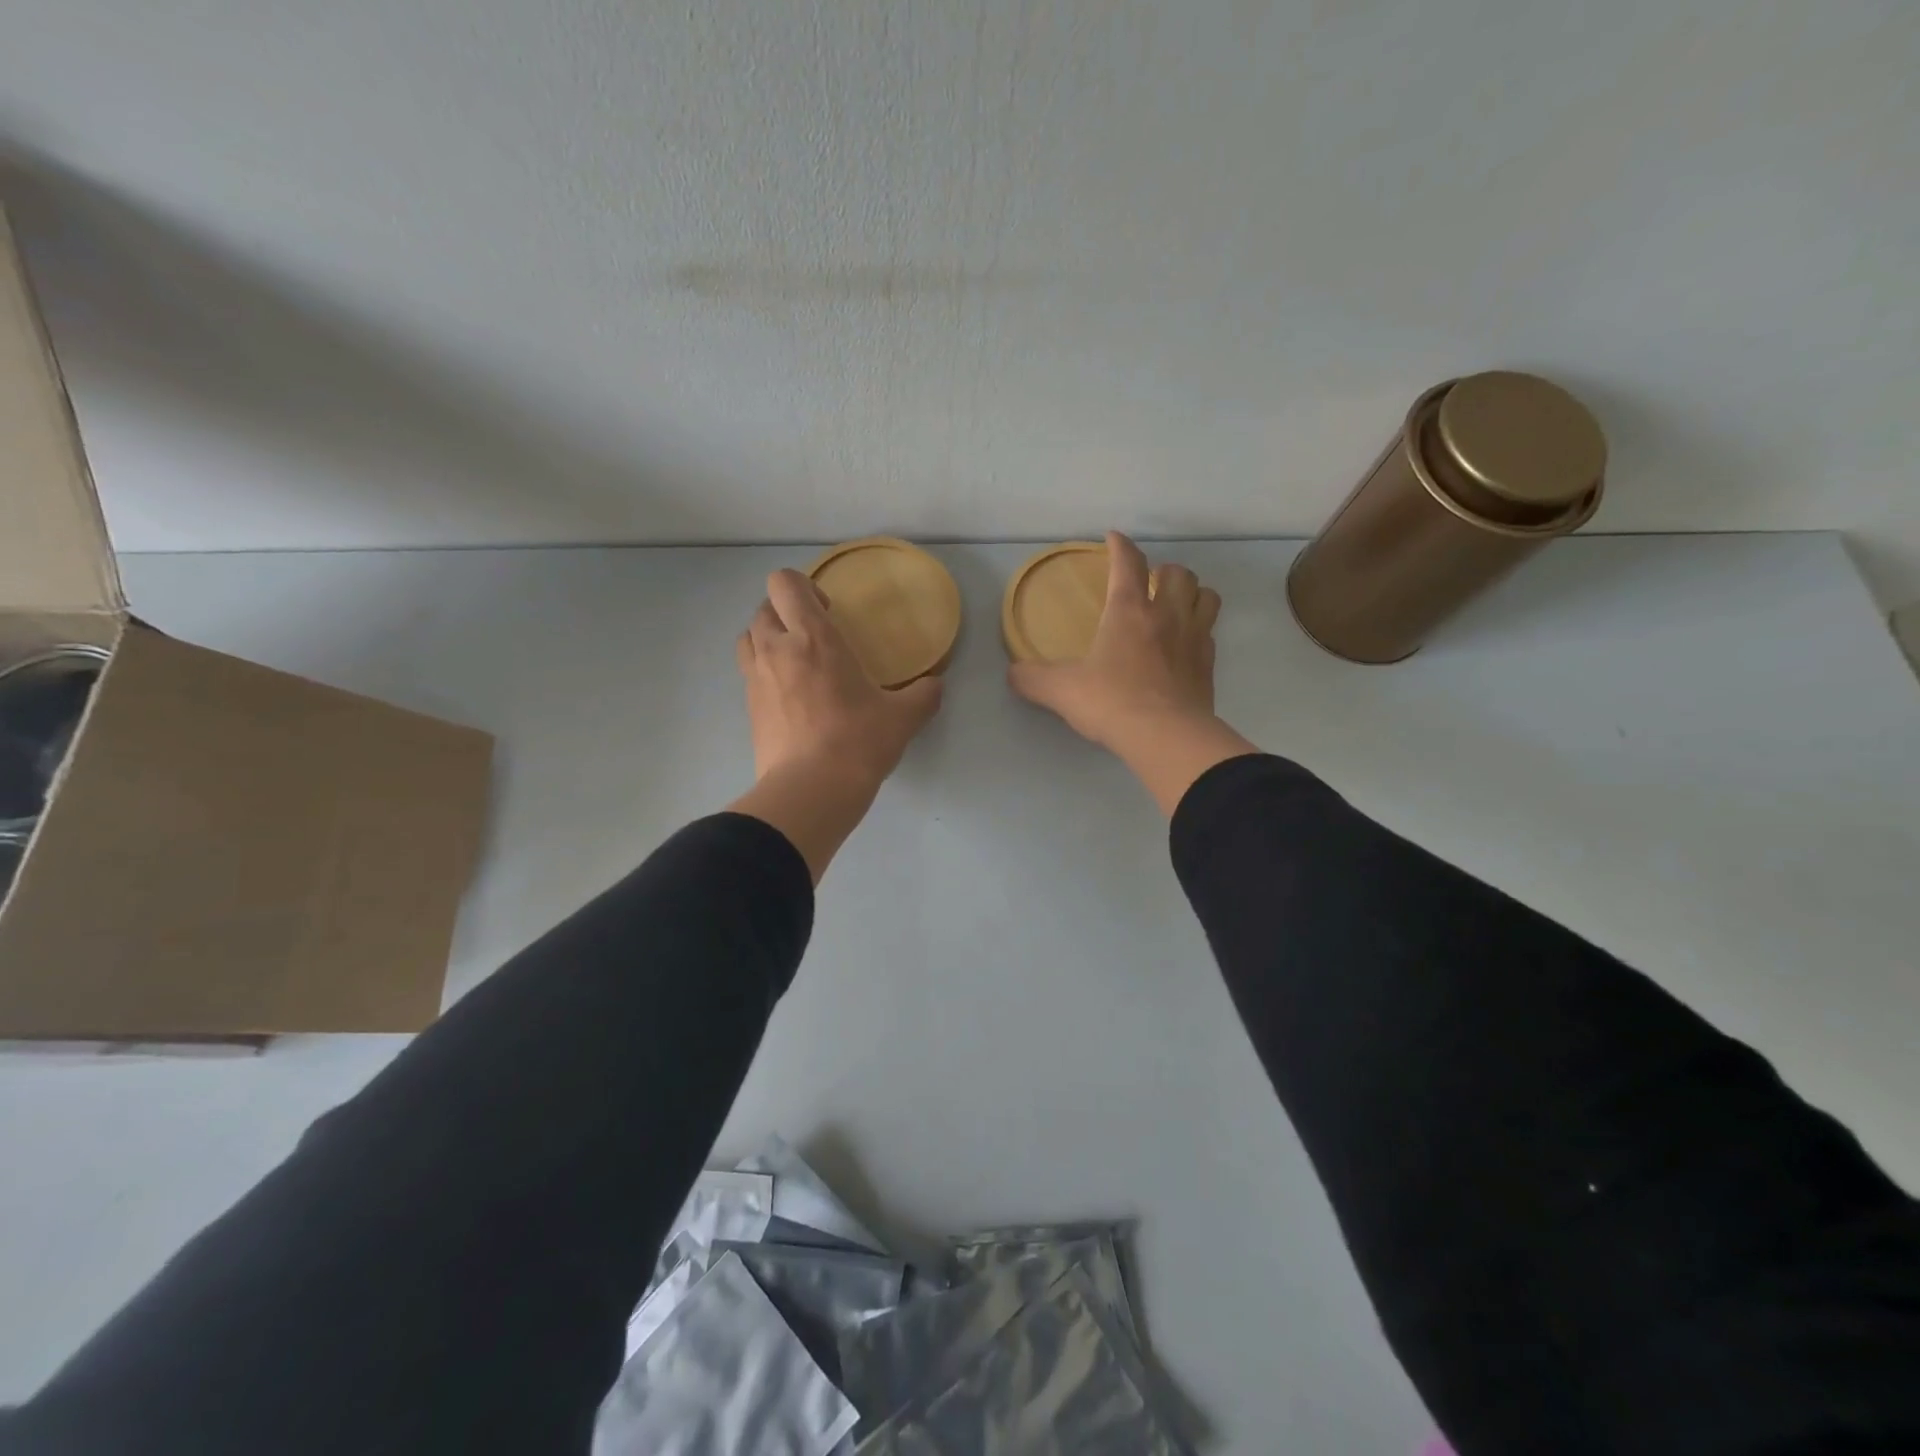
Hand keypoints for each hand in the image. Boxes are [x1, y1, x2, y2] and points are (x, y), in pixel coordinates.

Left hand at [737, 569, 942, 787]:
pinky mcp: (748, 709)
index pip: (784, 583)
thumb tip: (936, 685)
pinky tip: (791, 696)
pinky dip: (765, 672)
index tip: (828, 610)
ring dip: (768, 638)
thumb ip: (923, 695)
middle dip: (786, 613)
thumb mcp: (903, 718)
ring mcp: (756, 679)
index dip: (803, 586)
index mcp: (813, 638)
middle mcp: (776, 649)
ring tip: (795, 661)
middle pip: (764, 608)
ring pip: (748, 637)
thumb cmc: (858, 742)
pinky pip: (749, 673)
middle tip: (814, 636)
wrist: (811, 790)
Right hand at [1009, 532, 1254, 813]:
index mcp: (1128, 611)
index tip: (1113, 538)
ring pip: (1205, 596)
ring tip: (1176, 605)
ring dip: (1192, 594)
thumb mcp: (1061, 691)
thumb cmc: (1111, 702)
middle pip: (1178, 573)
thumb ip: (1033, 679)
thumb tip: (1013, 673)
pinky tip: (1184, 645)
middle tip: (1149, 582)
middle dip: (1163, 570)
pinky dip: (1200, 630)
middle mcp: (1166, 615)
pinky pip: (1210, 633)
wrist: (1165, 736)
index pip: (1127, 563)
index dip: (1120, 546)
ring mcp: (1194, 639)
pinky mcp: (1209, 665)